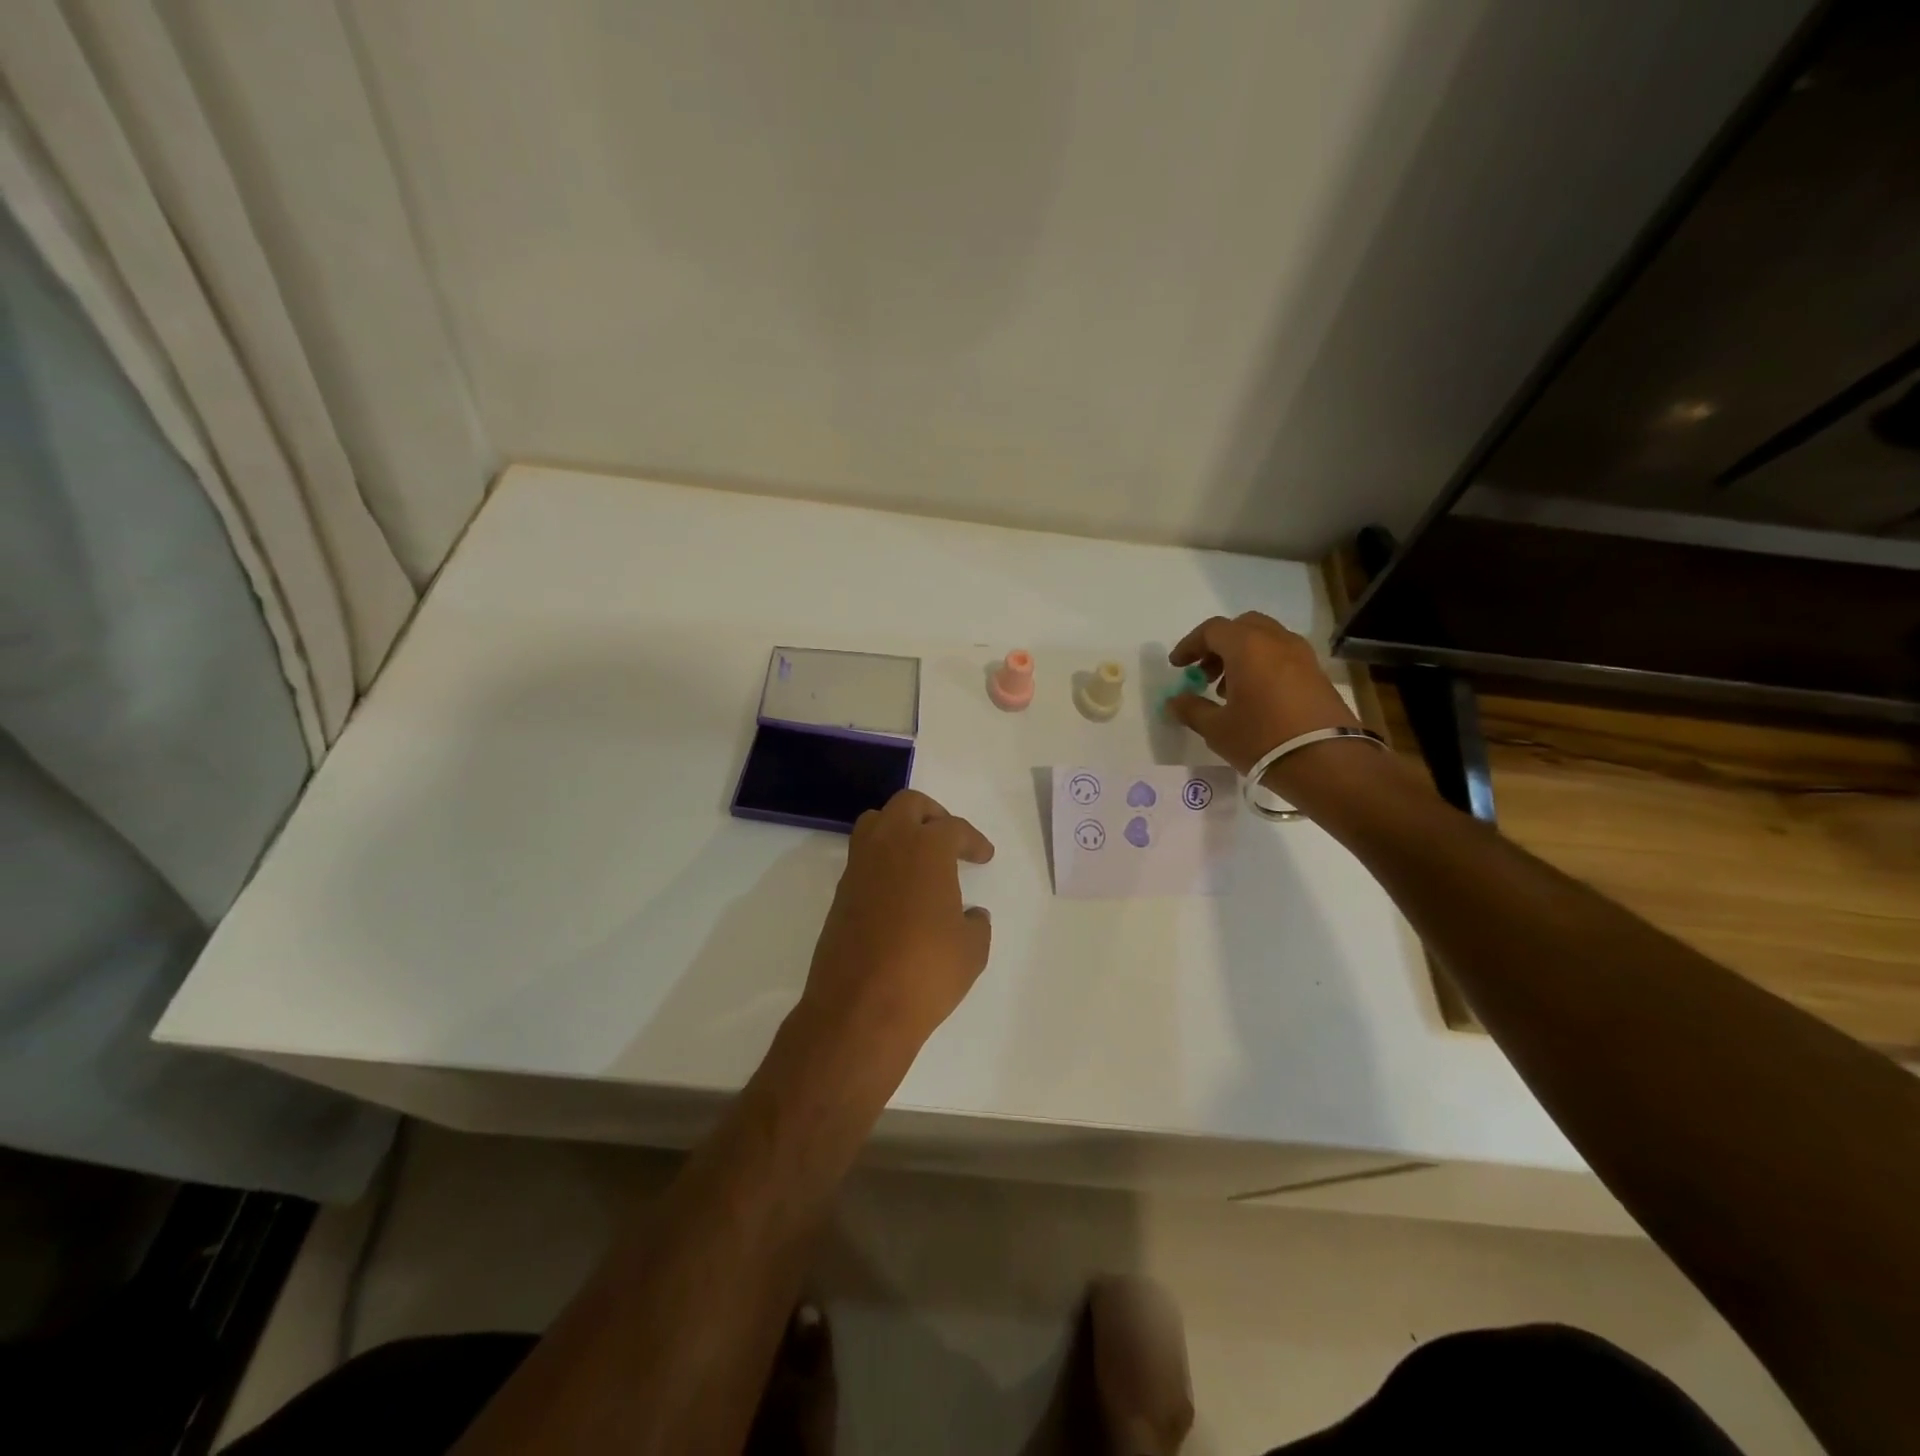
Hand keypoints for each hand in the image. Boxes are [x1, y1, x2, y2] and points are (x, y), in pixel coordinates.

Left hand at [799, 790, 994, 1068]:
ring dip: (899, 829)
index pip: (953, 828)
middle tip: (950, 840)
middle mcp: (888, 846)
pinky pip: (862, 857)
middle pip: (908, 805)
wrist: (860, 1009)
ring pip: (876, 823)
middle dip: (933, 815)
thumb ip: (975, 924)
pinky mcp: (840, 894)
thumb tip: (970, 915)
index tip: (983, 855)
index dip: (972, 840)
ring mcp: (858, 868)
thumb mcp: (971, 950)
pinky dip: (882, 860)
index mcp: (926, 849)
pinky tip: (899, 889)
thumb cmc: (926, 972)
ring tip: (919, 857)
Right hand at [1164, 613, 1362, 784]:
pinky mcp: (1317, 673)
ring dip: (1241, 655)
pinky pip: (1282, 655)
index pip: (1212, 630)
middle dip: (1218, 645)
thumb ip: (1191, 710)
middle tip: (1204, 672)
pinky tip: (1255, 697)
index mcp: (1247, 647)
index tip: (1177, 666)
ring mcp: (1301, 655)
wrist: (1327, 762)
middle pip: (1242, 627)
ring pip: (1265, 639)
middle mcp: (1276, 641)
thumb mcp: (1217, 729)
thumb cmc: (1262, 740)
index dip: (1189, 645)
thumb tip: (1175, 701)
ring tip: (1227, 689)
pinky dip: (1263, 664)